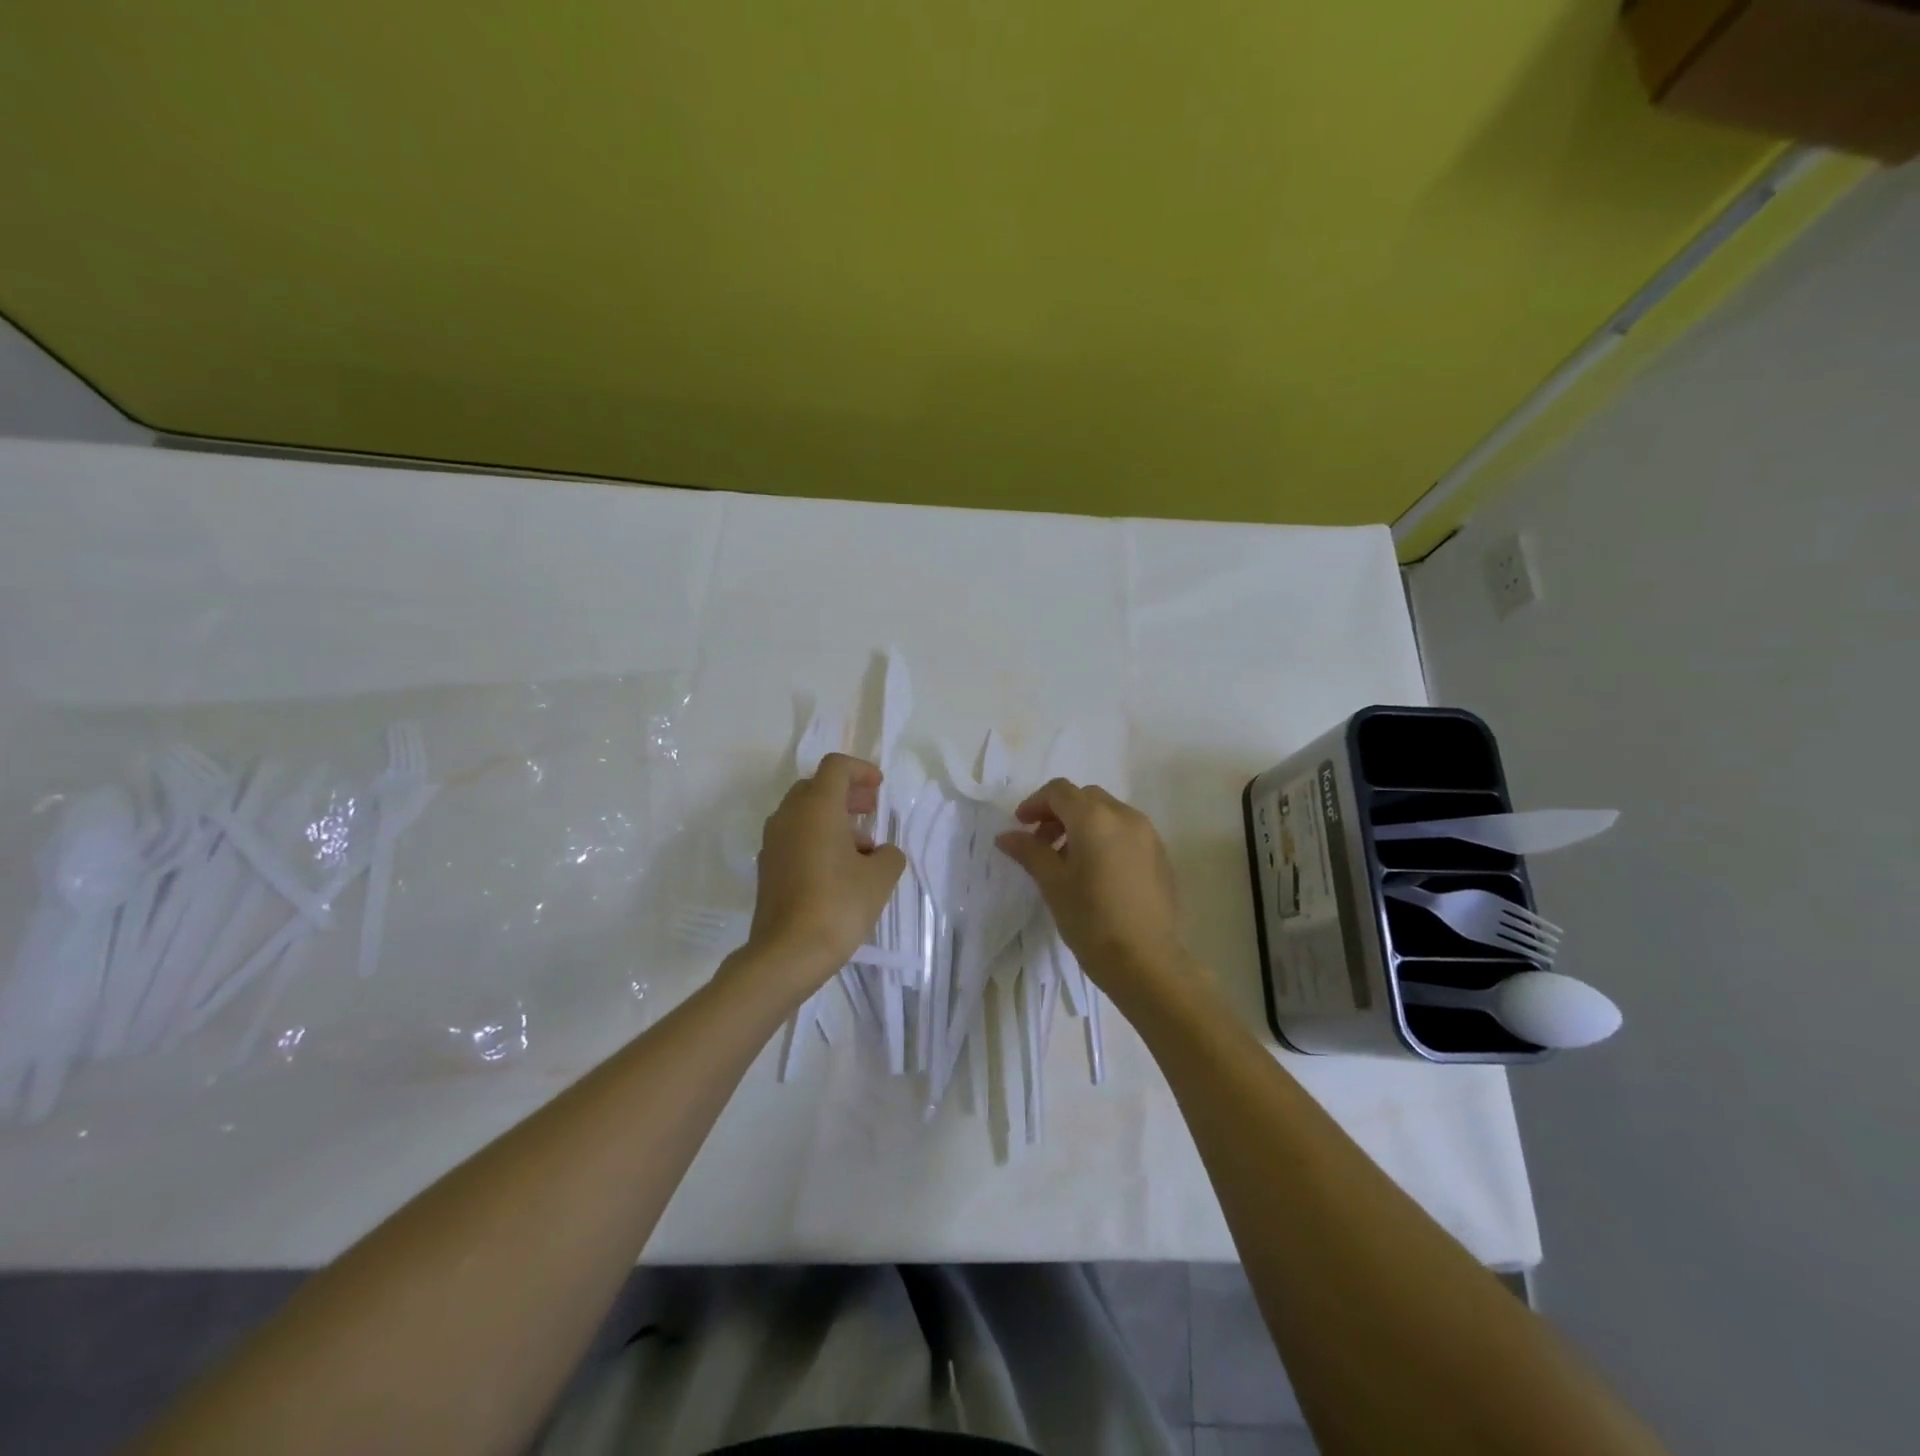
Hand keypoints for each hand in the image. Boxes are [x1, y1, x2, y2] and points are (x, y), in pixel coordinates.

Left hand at [747, 754, 906, 987]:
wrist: (787, 953)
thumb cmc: (839, 905)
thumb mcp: (880, 877)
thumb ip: (889, 854)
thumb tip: (880, 852)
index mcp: (817, 808)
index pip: (836, 767)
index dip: (861, 770)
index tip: (879, 788)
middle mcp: (789, 816)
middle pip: (816, 787)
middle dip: (846, 793)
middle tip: (871, 811)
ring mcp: (773, 842)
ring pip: (803, 813)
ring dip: (832, 818)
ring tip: (861, 848)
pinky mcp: (767, 867)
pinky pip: (794, 837)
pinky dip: (816, 838)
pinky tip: (838, 868)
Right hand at [995, 779, 1203, 1002]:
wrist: (1146, 961)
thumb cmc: (1091, 920)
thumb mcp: (1052, 884)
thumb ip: (1029, 851)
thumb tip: (1005, 836)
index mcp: (1095, 818)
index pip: (1059, 791)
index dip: (1035, 803)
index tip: (1020, 826)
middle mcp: (1125, 816)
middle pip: (1085, 798)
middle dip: (1059, 813)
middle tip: (1041, 843)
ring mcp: (1148, 835)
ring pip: (1108, 813)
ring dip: (1083, 824)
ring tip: (1068, 860)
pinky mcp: (1160, 855)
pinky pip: (1127, 832)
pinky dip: (1106, 838)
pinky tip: (1096, 872)